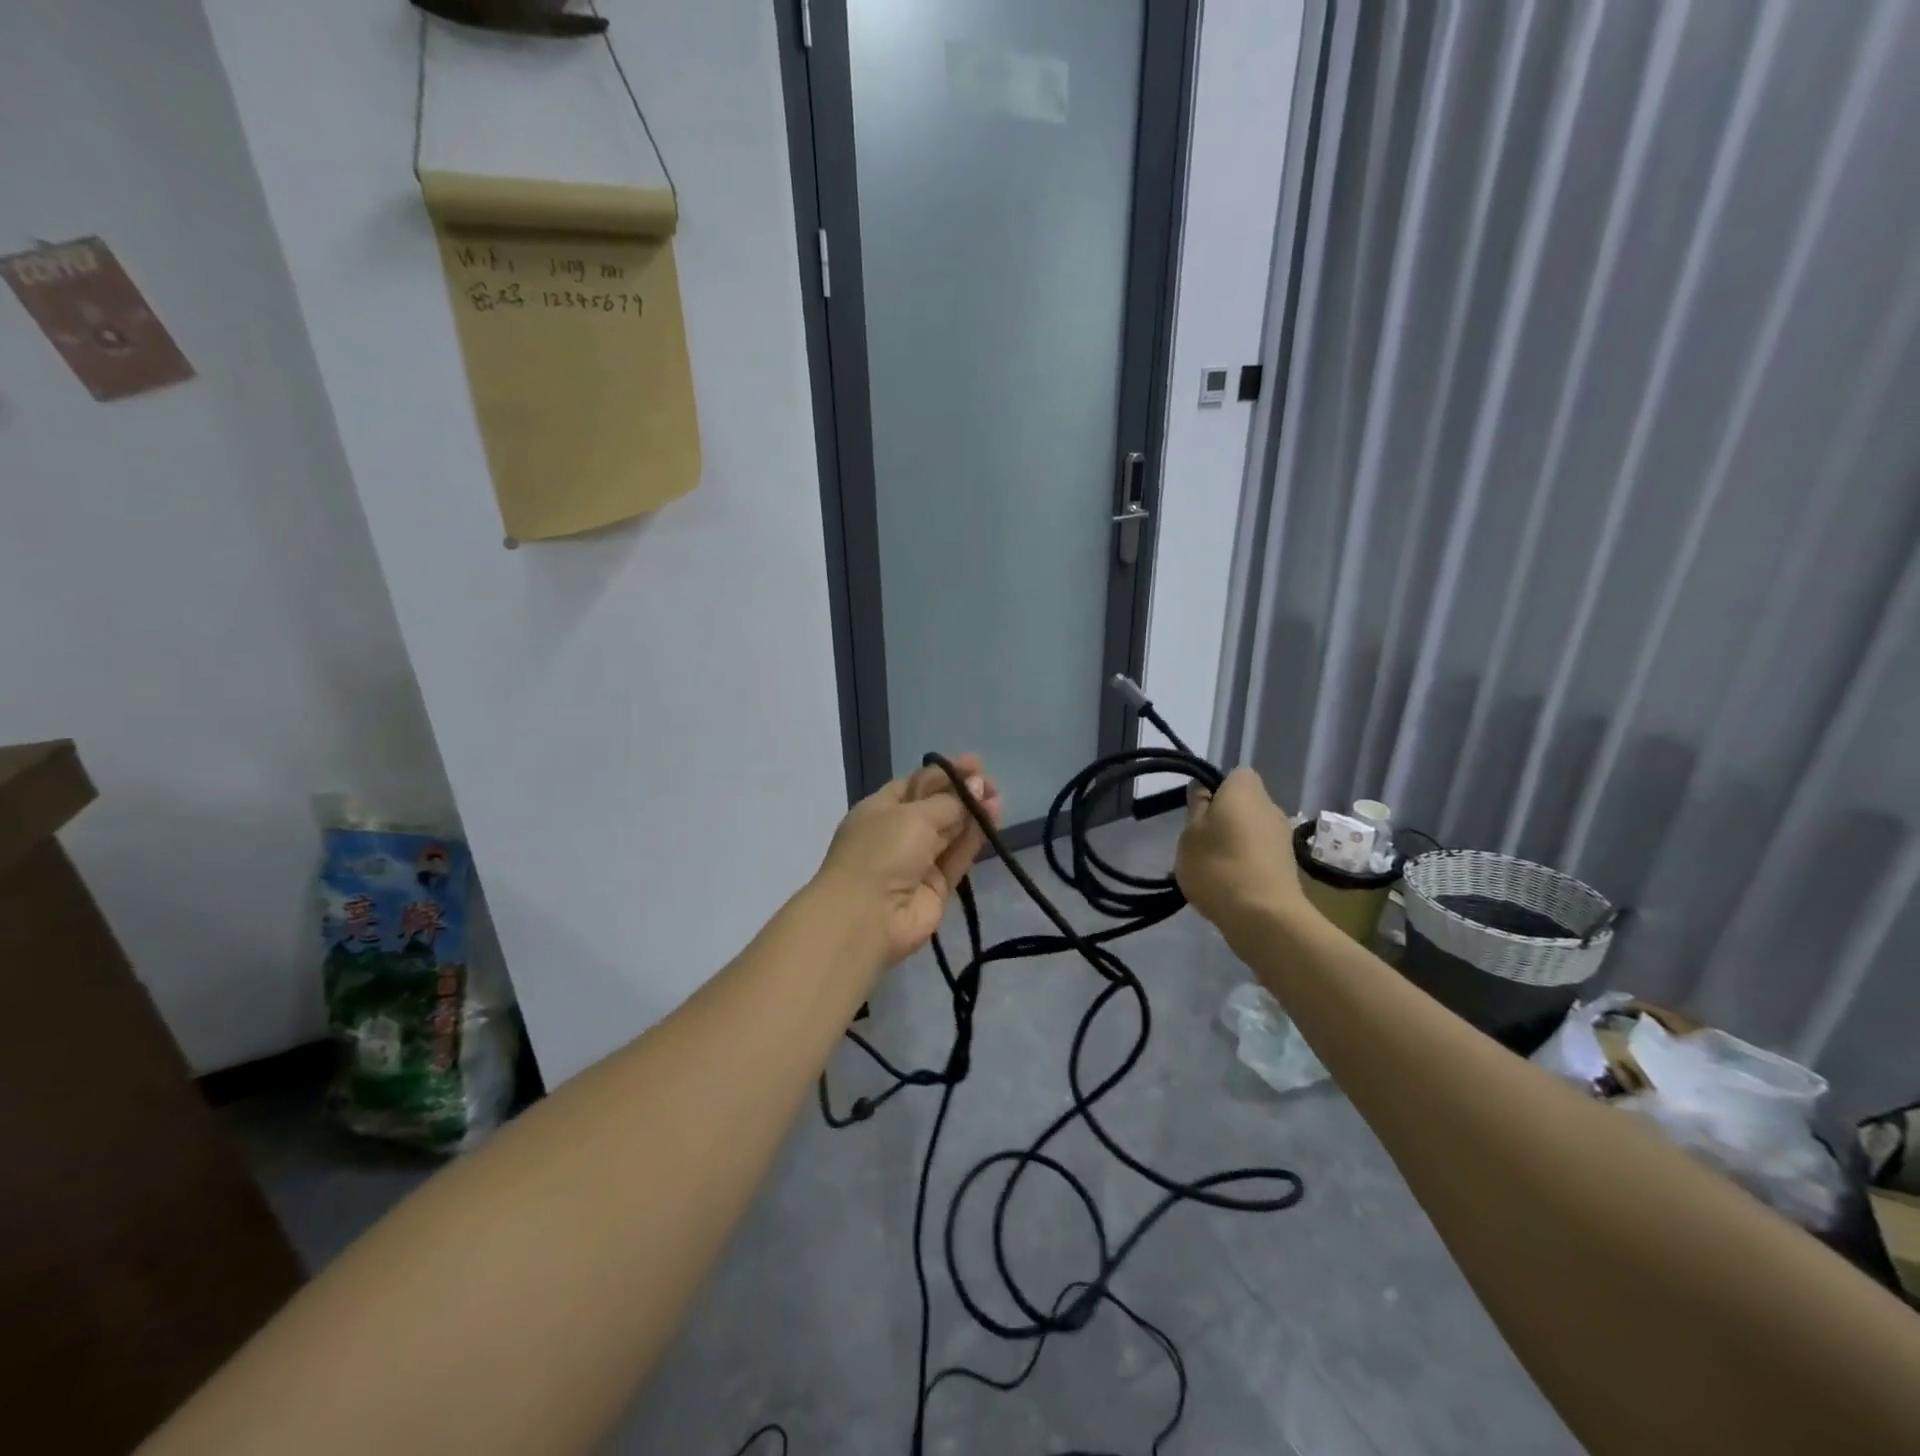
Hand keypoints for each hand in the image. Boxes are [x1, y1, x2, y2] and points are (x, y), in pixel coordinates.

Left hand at [815, 754, 1002, 967]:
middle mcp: (897, 833)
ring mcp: (917, 862)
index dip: (944, 774)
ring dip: (972, 814)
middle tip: (990, 782)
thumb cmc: (880, 852)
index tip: (974, 764)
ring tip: (996, 798)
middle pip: (935, 807)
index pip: (916, 784)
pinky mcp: (937, 887)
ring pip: (950, 832)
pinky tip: (992, 818)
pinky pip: (958, 857)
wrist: (866, 918)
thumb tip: (977, 784)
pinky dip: (974, 838)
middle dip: (961, 792)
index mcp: (879, 810)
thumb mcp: (913, 815)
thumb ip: (949, 802)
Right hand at [1174, 767, 1306, 936]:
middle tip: (1200, 840)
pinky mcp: (1288, 866)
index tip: (1198, 810)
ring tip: (1212, 867)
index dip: (1216, 788)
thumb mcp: (1190, 833)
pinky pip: (1259, 853)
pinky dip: (1245, 862)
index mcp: (1246, 790)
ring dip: (1234, 841)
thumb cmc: (1218, 865)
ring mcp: (1283, 838)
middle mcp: (1271, 807)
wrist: (1263, 917)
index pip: (1234, 775)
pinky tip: (1229, 884)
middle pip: (1244, 803)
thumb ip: (1196, 807)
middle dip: (1224, 817)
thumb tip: (1201, 788)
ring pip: (1252, 829)